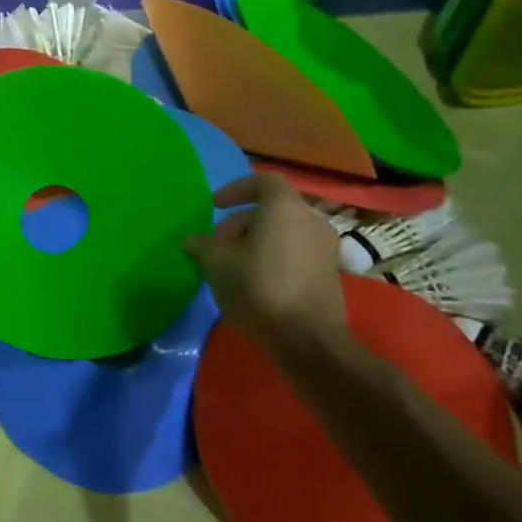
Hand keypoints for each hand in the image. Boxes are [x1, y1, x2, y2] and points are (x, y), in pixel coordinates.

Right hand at [184, 172, 345, 340]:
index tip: (216, 206)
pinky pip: (296, 252)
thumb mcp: (216, 264)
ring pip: (284, 232)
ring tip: (233, 265)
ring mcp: (325, 248)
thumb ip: (202, 246)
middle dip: (241, 223)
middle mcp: (311, 221)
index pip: (263, 182)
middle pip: (272, 210)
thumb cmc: (259, 288)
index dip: (237, 189)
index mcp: (285, 208)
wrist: (308, 340)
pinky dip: (275, 257)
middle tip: (218, 244)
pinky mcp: (330, 274)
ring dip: (257, 241)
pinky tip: (255, 281)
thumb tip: (192, 240)